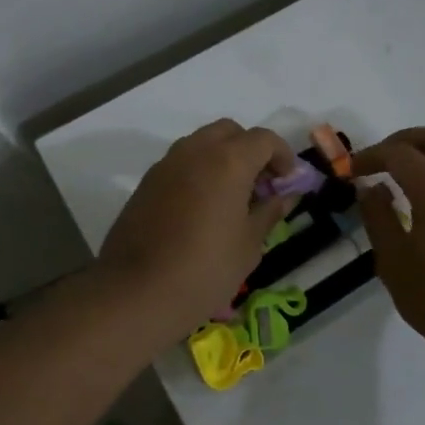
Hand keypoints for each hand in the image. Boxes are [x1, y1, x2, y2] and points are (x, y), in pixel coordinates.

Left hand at [97, 120, 296, 343]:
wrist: (137, 293)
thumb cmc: (205, 269)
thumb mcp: (248, 245)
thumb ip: (269, 212)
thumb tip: (284, 196)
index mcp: (228, 161)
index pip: (263, 139)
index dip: (282, 156)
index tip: (287, 182)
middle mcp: (195, 151)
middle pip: (229, 132)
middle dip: (250, 150)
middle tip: (260, 185)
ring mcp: (165, 165)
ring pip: (201, 144)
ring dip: (222, 159)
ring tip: (231, 199)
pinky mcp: (146, 184)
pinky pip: (180, 164)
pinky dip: (198, 173)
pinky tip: (202, 209)